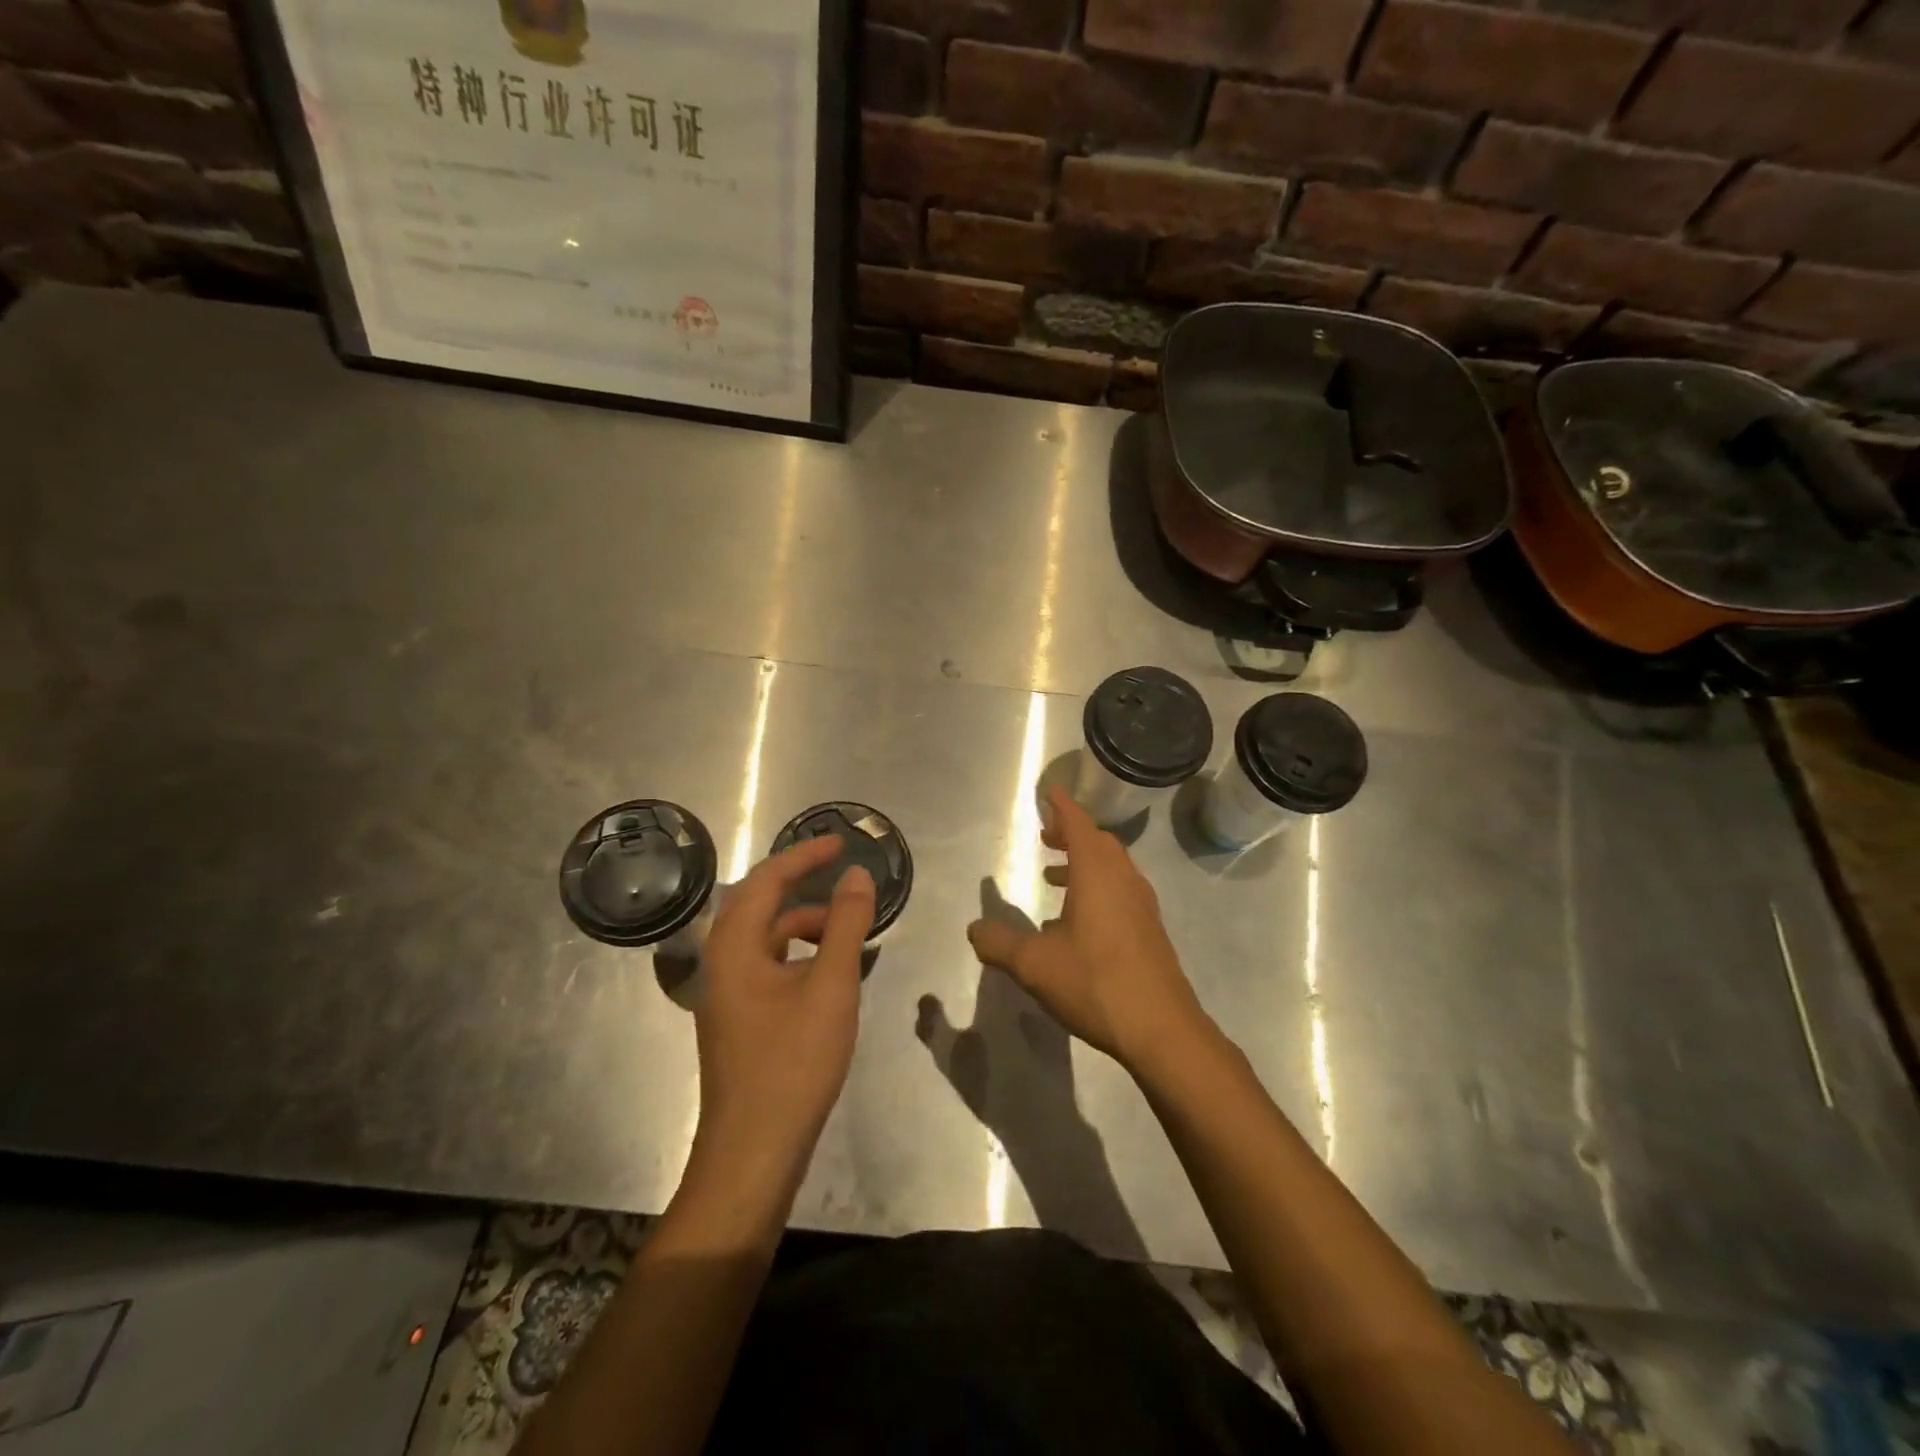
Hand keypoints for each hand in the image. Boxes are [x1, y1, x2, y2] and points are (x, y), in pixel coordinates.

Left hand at [687, 836, 874, 1205]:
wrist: (753, 1154)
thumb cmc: (792, 1063)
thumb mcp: (831, 986)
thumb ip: (845, 924)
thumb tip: (856, 873)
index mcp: (734, 945)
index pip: (767, 879)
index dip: (805, 855)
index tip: (841, 842)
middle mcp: (721, 961)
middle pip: (760, 903)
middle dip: (801, 884)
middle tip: (842, 875)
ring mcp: (727, 993)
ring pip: (766, 938)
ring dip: (804, 923)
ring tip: (847, 929)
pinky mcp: (739, 1019)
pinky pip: (769, 965)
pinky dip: (799, 955)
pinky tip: (829, 972)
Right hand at [967, 786, 1207, 1071]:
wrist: (1162, 1028)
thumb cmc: (1095, 983)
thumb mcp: (1035, 964)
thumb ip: (1000, 943)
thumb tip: (974, 929)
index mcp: (1097, 874)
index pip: (1079, 825)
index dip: (1063, 806)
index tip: (1050, 791)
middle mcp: (1124, 880)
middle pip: (1099, 842)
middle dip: (1072, 833)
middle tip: (1047, 835)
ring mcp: (1142, 905)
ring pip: (1112, 867)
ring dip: (1084, 862)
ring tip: (1053, 877)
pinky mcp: (1150, 930)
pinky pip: (1121, 891)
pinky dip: (1097, 887)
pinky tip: (1077, 922)